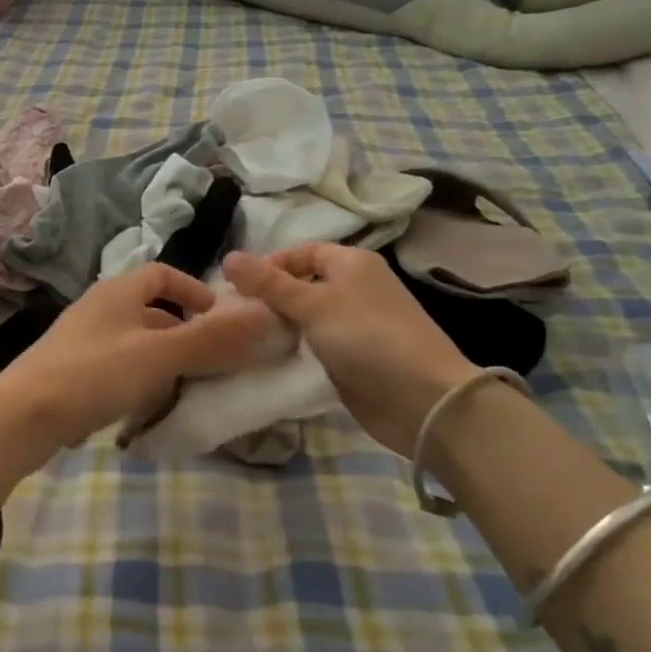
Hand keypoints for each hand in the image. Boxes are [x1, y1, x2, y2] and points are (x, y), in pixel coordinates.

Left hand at [0, 264, 268, 489]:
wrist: (22, 416)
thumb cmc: (94, 374)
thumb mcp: (159, 355)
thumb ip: (211, 338)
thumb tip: (263, 315)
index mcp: (118, 291)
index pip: (162, 274)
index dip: (193, 290)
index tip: (217, 318)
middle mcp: (98, 307)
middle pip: (149, 308)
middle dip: (182, 329)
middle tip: (209, 358)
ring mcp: (81, 339)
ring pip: (133, 339)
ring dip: (162, 356)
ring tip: (184, 384)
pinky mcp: (70, 370)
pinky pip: (116, 363)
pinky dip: (138, 376)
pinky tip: (146, 404)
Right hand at [224, 245, 476, 456]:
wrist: (422, 399)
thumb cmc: (367, 337)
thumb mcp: (313, 305)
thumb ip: (269, 283)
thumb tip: (228, 257)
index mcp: (352, 263)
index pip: (302, 252)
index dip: (270, 265)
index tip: (237, 288)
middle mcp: (355, 288)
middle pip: (302, 285)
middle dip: (270, 298)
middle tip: (235, 316)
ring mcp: (355, 326)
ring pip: (307, 318)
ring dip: (280, 327)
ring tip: (244, 338)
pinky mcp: (353, 358)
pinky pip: (315, 346)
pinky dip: (295, 350)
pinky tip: (269, 360)